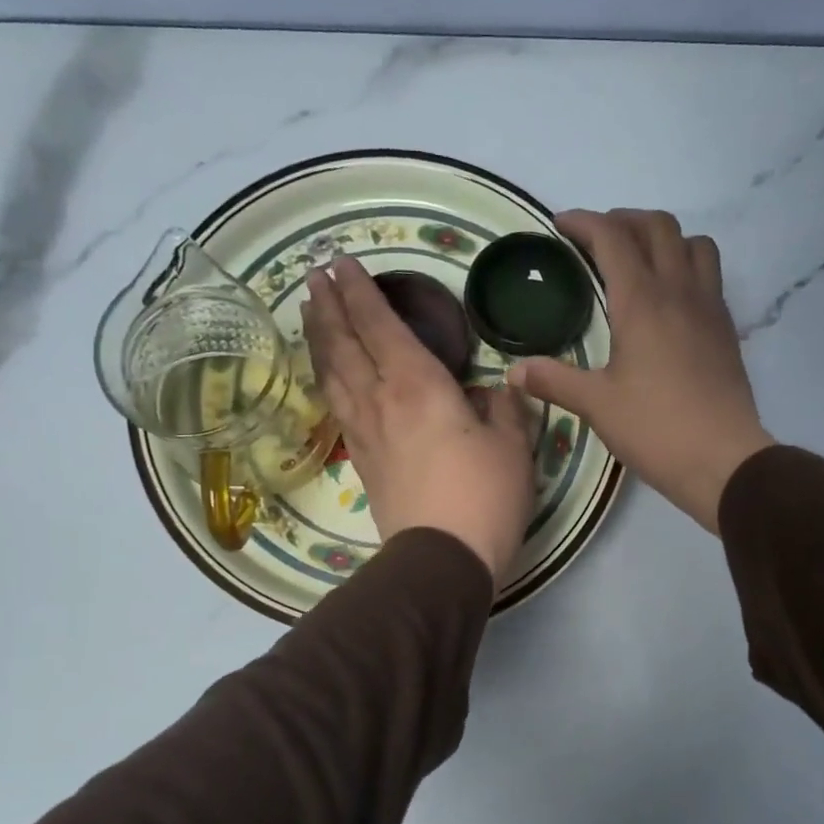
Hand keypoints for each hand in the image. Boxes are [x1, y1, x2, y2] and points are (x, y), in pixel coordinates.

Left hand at [305, 257, 535, 584]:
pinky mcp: (363, 463)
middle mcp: (382, 401)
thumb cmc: (484, 497)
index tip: (341, 263)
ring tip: (311, 314)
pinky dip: (328, 380)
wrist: (442, 560)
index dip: (359, 292)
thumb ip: (505, 409)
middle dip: (329, 307)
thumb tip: (498, 391)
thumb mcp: (513, 447)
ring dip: (320, 339)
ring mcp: (365, 434)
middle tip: (315, 277)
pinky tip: (329, 377)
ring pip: (333, 375)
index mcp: (418, 386)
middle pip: (344, 345)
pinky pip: (337, 407)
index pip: (380, 326)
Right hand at [507, 210, 772, 531]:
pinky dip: (686, 266)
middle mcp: (679, 291)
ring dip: (664, 238)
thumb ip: (554, 381)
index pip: (612, 238)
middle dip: (623, 221)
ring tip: (640, 260)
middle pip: (657, 227)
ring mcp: (709, 307)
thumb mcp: (597, 406)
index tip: (561, 225)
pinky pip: (710, 275)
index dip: (584, 222)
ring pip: (694, 243)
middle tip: (597, 240)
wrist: (722, 460)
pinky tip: (670, 299)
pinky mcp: (726, 329)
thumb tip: (514, 371)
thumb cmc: (655, 429)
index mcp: (642, 302)